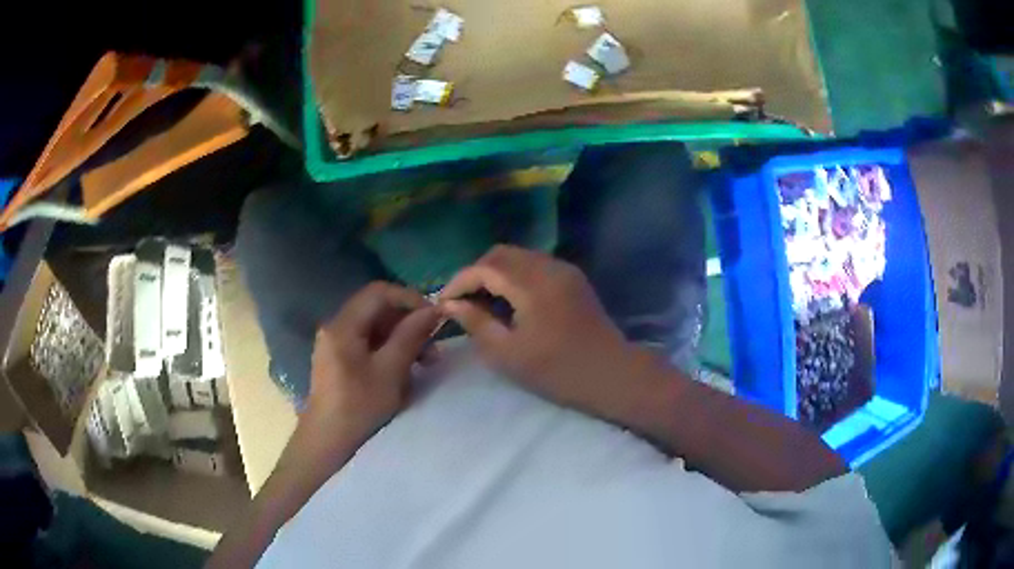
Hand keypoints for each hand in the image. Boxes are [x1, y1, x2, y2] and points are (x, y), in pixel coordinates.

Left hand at [305, 282, 441, 452]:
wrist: (328, 441)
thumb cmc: (359, 407)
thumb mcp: (390, 371)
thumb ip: (411, 336)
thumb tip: (434, 309)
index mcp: (343, 326)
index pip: (379, 293)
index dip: (409, 298)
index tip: (434, 317)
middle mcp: (336, 327)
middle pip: (377, 309)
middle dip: (408, 322)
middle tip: (433, 345)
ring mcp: (335, 344)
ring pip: (375, 328)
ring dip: (402, 339)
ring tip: (426, 362)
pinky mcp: (339, 360)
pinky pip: (368, 344)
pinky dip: (389, 351)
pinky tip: (405, 370)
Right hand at [440, 245, 650, 415]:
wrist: (611, 374)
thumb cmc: (557, 371)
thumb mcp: (508, 354)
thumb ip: (476, 323)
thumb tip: (451, 304)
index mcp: (532, 285)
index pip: (485, 268)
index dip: (459, 281)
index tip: (444, 302)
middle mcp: (549, 267)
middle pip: (501, 254)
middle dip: (476, 273)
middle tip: (462, 301)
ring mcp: (564, 270)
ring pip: (519, 256)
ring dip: (496, 272)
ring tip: (482, 301)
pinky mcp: (573, 278)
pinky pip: (536, 264)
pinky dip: (516, 275)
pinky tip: (510, 299)